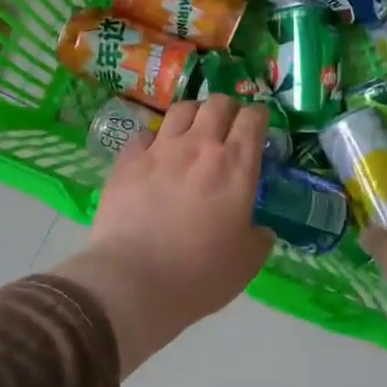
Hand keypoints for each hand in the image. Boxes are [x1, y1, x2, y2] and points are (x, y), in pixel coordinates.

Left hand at [52, 95, 273, 374]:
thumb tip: (260, 230)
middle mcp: (200, 146)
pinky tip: (154, 154)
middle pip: (217, 104)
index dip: (259, 117)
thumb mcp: (247, 262)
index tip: (259, 126)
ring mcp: (160, 150)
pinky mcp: (127, 161)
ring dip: (193, 115)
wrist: (134, 282)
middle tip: (228, 127)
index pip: (253, 118)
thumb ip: (259, 237)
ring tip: (193, 131)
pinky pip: (144, 134)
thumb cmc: (200, 274)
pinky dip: (154, 139)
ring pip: (181, 110)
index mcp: (236, 166)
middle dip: (228, 109)